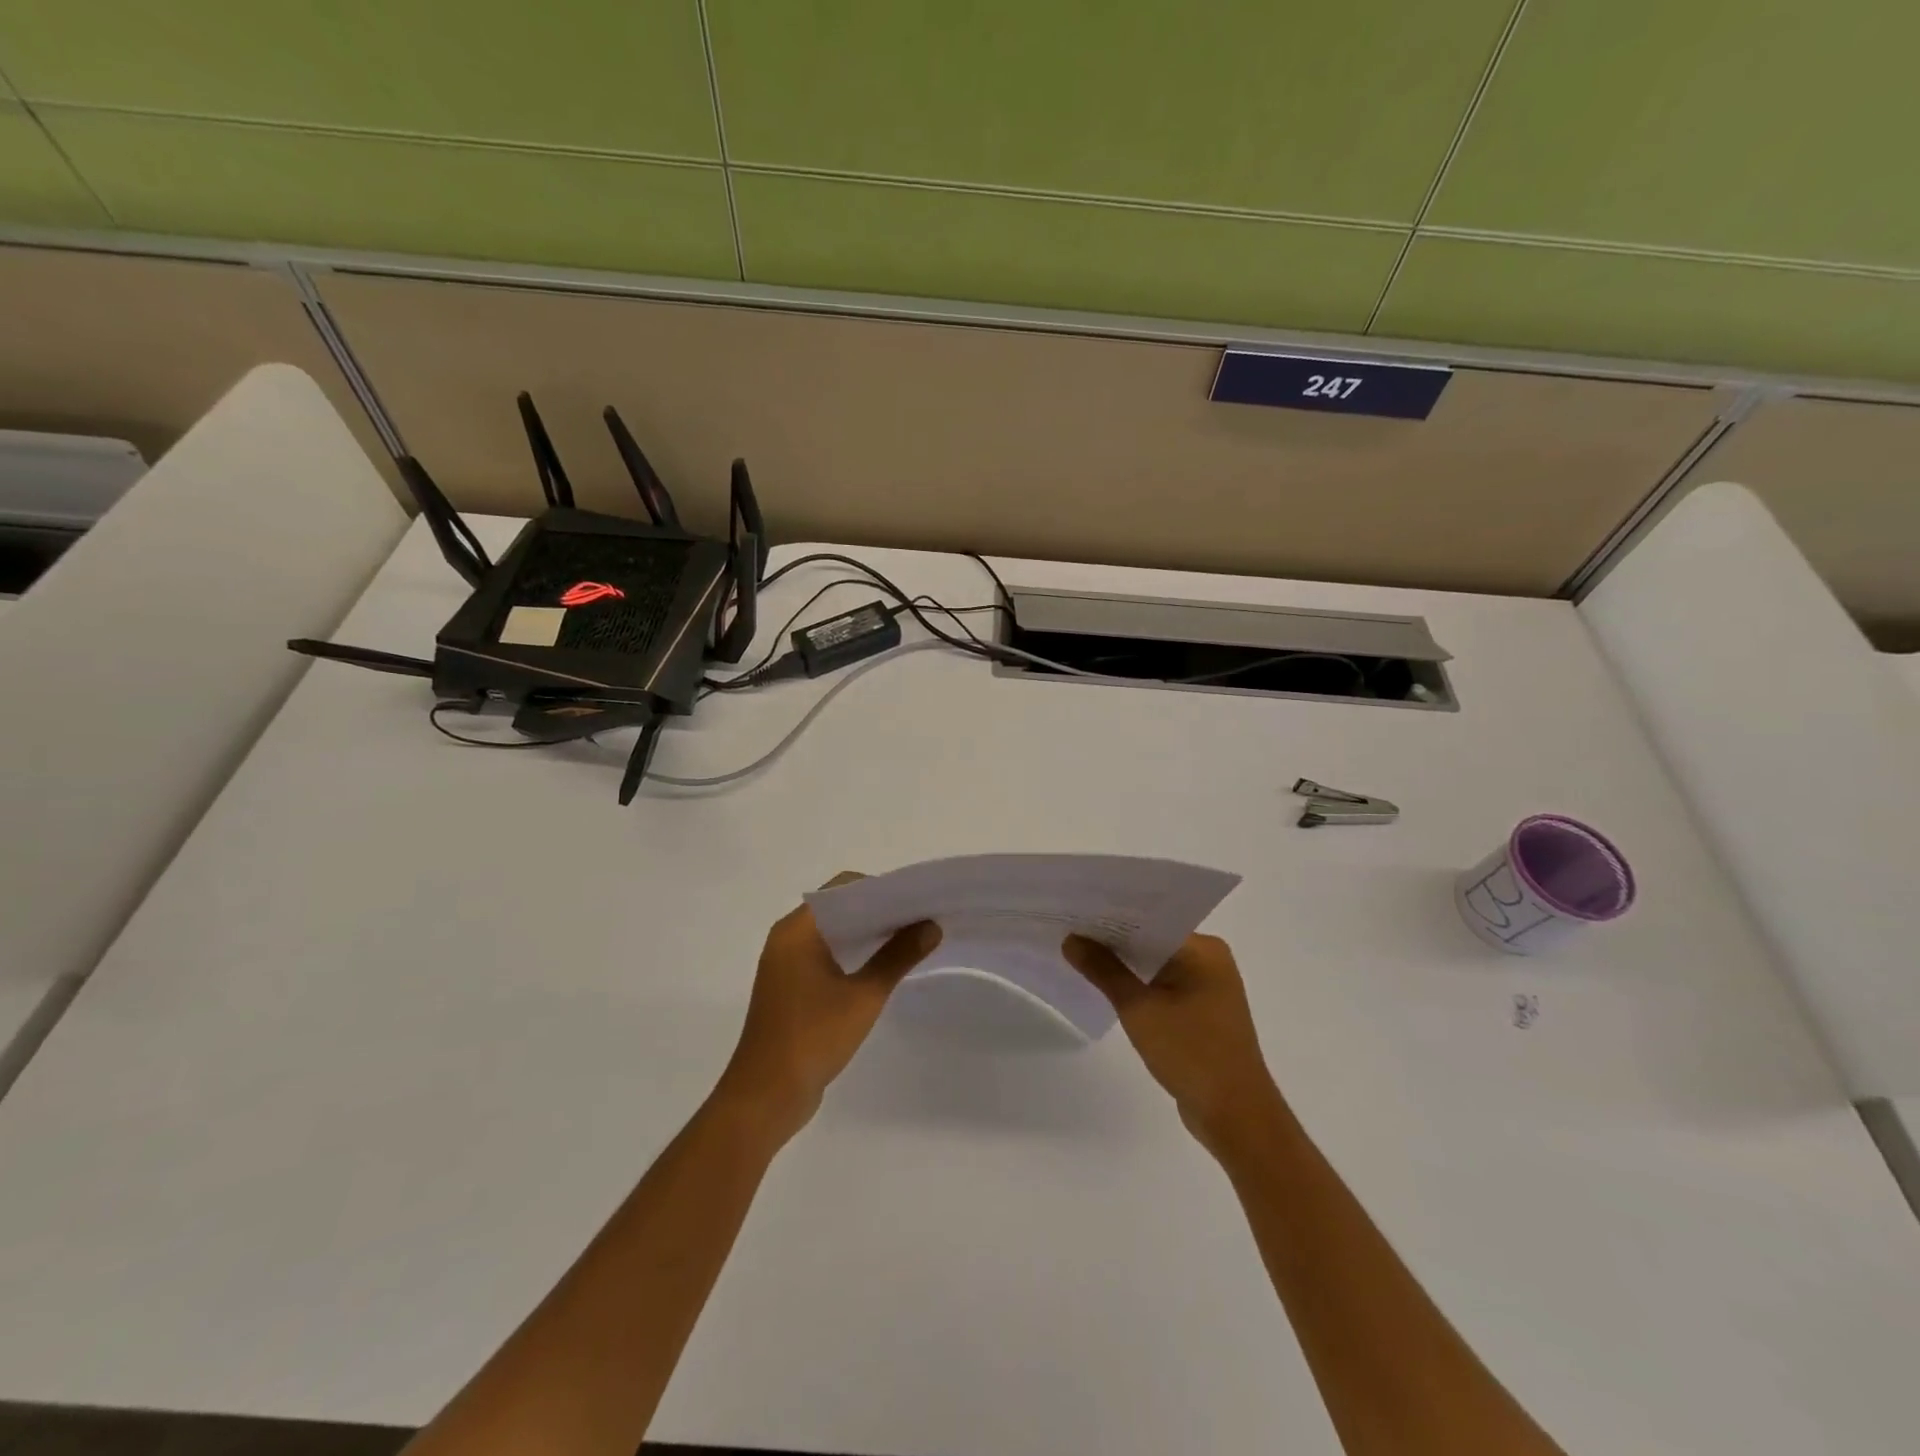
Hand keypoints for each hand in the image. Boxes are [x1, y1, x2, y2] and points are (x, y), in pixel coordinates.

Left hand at [717, 873, 939, 1141]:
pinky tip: (884, 966)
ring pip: (833, 934)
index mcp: (797, 930)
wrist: (765, 1097)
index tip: (915, 898)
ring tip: (910, 938)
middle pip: (838, 908)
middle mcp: (787, 938)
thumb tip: (931, 926)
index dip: (879, 888)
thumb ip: (898, 956)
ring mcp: (787, 964)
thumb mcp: (863, 996)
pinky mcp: (791, 988)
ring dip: (867, 935)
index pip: (842, 888)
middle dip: (878, 911)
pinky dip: (853, 955)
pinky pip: (826, 957)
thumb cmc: (812, 1038)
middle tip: (920, 916)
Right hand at [1063, 932, 1280, 1154]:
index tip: (1076, 912)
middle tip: (1070, 930)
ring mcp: (1209, 987)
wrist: (1236, 1117)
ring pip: (1157, 965)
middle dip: (1114, 940)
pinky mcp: (1203, 1012)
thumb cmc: (1191, 1053)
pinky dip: (1139, 986)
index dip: (1112, 916)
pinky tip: (1108, 987)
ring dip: (1125, 965)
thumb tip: (1071, 939)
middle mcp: (1211, 960)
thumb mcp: (1139, 1009)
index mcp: (1204, 950)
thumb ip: (1104, 971)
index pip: (1151, 920)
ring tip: (1080, 954)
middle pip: (1153, 940)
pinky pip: (1164, 987)